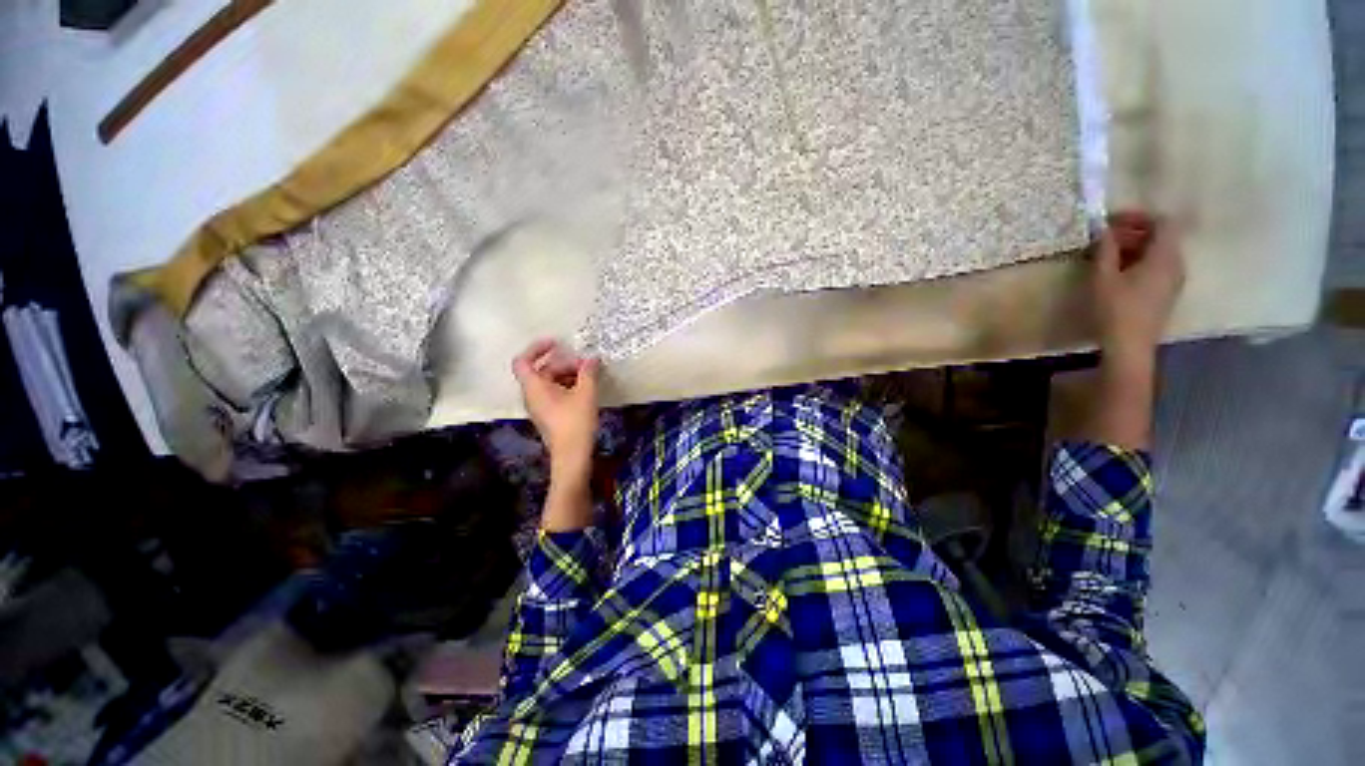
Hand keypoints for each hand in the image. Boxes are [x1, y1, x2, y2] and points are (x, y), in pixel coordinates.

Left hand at [512, 339, 600, 480]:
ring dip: (567, 375)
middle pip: (541, 370)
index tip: (557, 343)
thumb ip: (588, 372)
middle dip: (563, 363)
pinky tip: (585, 390)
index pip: (523, 361)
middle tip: (585, 365)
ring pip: (549, 382)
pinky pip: (553, 393)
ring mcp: (539, 407)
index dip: (537, 348)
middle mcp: (531, 395)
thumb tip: (592, 359)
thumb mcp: (586, 393)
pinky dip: (566, 386)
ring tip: (588, 377)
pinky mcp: (548, 415)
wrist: (572, 456)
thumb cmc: (576, 422)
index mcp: (534, 387)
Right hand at [1092, 212, 1185, 368]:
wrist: (1130, 346)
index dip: (1139, 216)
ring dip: (1136, 247)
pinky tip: (1119, 270)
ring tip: (1108, 254)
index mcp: (1165, 256)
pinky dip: (1140, 260)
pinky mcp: (1167, 292)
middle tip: (1105, 237)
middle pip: (1162, 236)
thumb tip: (1104, 230)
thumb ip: (1106, 250)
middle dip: (1134, 232)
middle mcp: (1177, 264)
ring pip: (1159, 252)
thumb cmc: (1116, 310)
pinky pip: (1158, 266)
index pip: (1163, 222)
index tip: (1113, 220)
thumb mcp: (1104, 277)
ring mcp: (1174, 280)